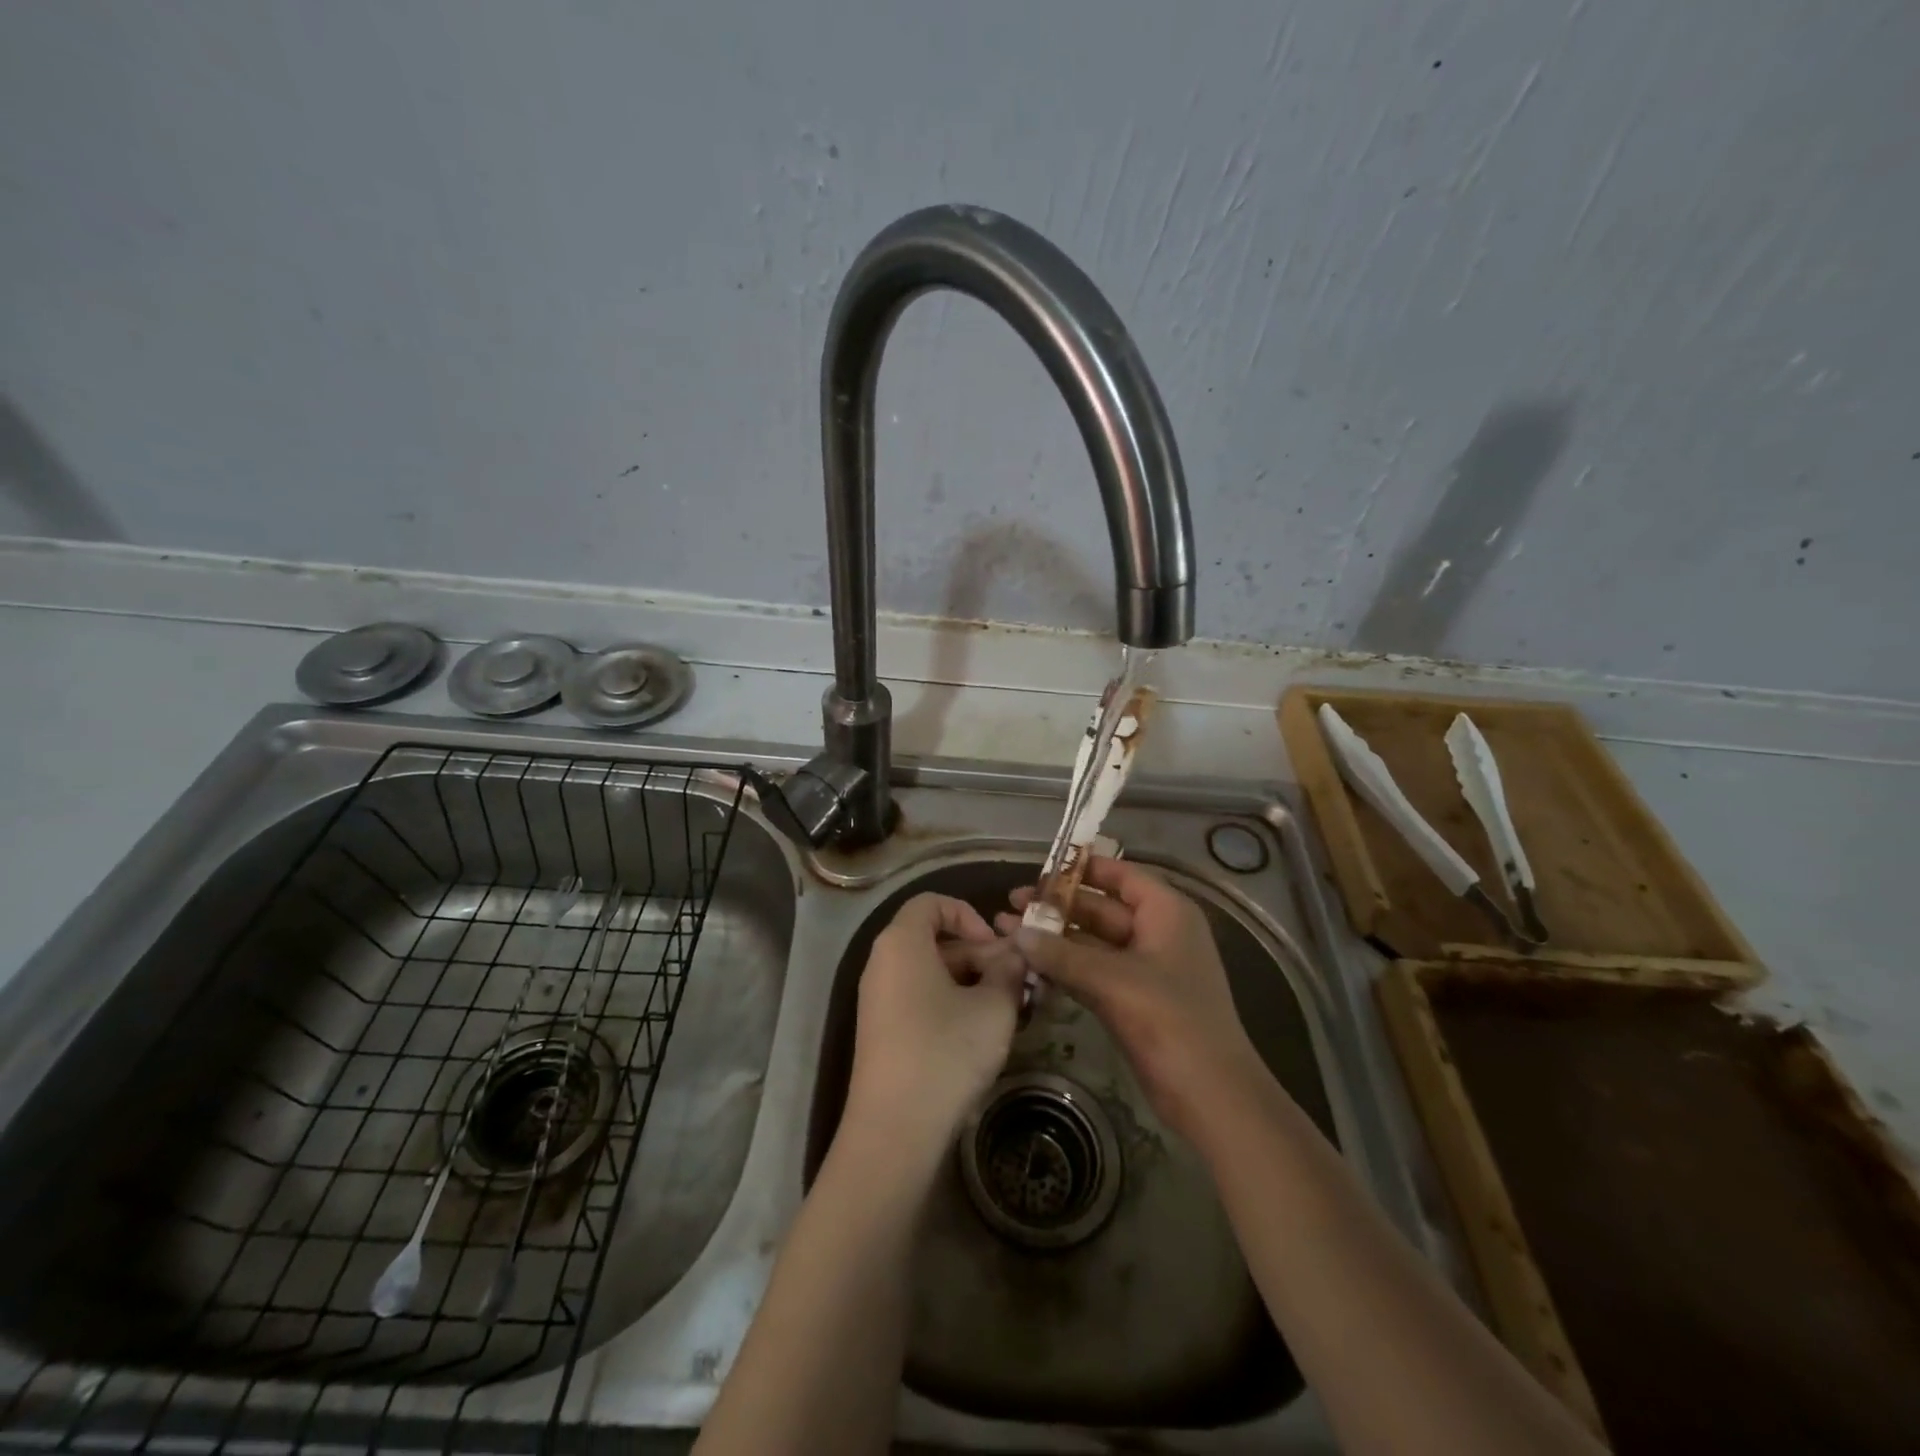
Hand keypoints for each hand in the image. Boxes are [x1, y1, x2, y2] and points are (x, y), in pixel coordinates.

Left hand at [844, 894, 1027, 1157]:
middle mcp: (882, 963)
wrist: (895, 1130)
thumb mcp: (993, 1007)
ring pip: (931, 972)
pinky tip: (983, 1033)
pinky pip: (920, 999)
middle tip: (1017, 983)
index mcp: (902, 943)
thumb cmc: (946, 1052)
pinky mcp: (883, 1032)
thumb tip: (1015, 954)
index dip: (969, 915)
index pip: (932, 902)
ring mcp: (879, 1000)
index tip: (997, 947)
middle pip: (934, 939)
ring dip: (972, 982)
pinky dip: (952, 1004)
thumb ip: (1009, 969)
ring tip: (1010, 1010)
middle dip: (979, 954)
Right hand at [1000, 858, 1267, 1140]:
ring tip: (1008, 932)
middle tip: (1011, 906)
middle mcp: (1157, 933)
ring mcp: (1146, 969)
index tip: (1040, 870)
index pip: (1121, 876)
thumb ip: (1062, 955)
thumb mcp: (1113, 981)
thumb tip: (1018, 934)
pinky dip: (1064, 968)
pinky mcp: (1134, 1001)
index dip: (1082, 869)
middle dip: (1057, 907)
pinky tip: (1030, 966)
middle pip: (1102, 908)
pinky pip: (1093, 972)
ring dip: (1055, 939)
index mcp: (1167, 913)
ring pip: (1093, 943)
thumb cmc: (1171, 1021)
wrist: (1211, 1096)